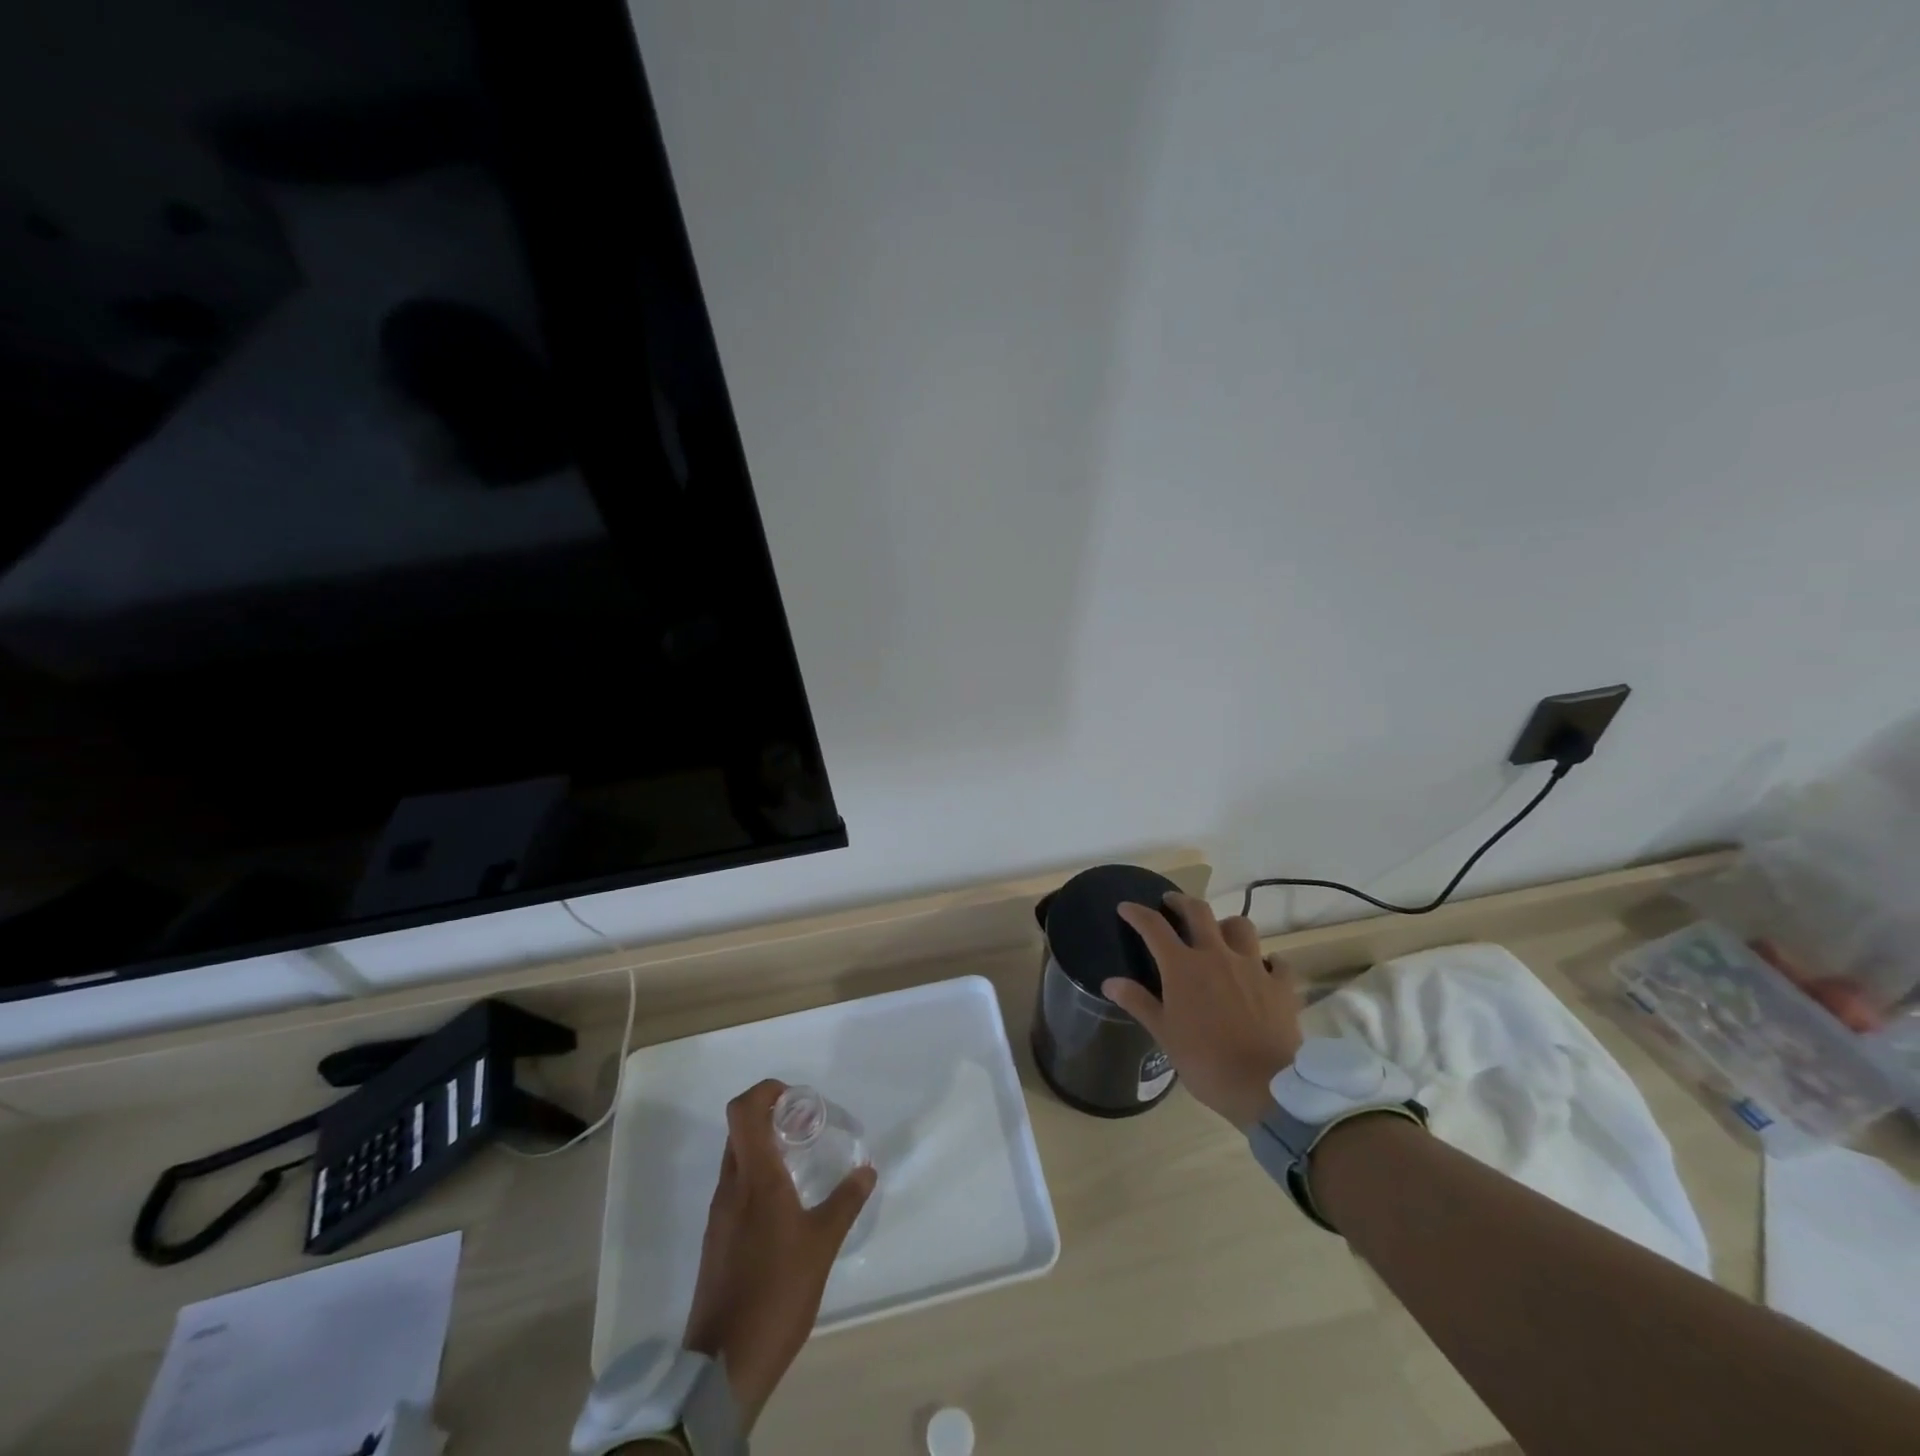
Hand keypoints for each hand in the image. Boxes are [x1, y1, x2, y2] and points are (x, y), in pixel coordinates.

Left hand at [682, 1079, 875, 1429]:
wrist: (724, 1364)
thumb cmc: (777, 1291)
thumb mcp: (823, 1244)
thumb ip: (846, 1201)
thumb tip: (867, 1170)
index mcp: (754, 1177)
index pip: (743, 1110)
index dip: (765, 1091)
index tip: (796, 1098)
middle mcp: (731, 1187)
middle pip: (739, 1129)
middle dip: (770, 1116)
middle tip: (807, 1127)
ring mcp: (719, 1214)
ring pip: (737, 1159)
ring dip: (765, 1147)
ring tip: (802, 1162)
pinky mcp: (717, 1239)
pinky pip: (736, 1188)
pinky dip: (759, 1178)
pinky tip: (786, 1205)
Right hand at [1105, 893, 1303, 1128]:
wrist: (1265, 1087)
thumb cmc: (1205, 1062)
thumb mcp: (1164, 1034)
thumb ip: (1138, 1002)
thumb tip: (1110, 981)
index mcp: (1183, 967)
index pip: (1154, 927)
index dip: (1137, 913)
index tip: (1126, 907)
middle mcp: (1217, 956)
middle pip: (1198, 912)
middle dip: (1181, 901)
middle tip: (1171, 902)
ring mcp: (1253, 967)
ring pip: (1241, 926)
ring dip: (1226, 924)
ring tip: (1220, 933)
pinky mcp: (1281, 986)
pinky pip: (1277, 962)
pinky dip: (1268, 961)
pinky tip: (1264, 969)